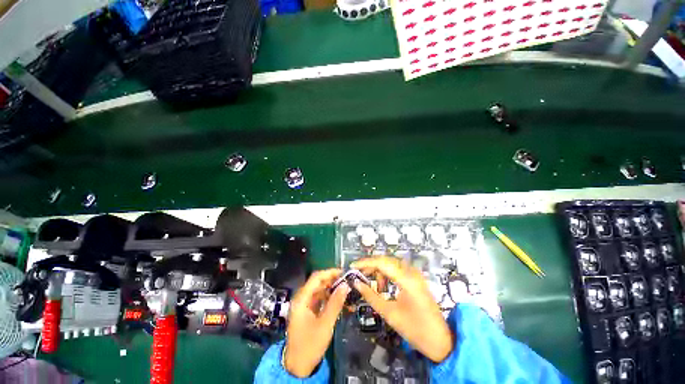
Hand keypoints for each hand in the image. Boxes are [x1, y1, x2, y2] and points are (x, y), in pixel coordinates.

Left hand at [283, 269, 349, 377]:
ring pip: (320, 291)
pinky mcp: (308, 311)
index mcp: (302, 299)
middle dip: (333, 280)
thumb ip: (335, 303)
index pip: (316, 278)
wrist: (298, 366)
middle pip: (318, 283)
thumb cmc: (309, 345)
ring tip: (346, 290)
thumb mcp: (325, 324)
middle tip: (347, 281)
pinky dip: (330, 298)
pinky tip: (340, 301)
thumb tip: (345, 285)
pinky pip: (320, 299)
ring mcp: (305, 305)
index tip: (343, 272)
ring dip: (332, 289)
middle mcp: (302, 298)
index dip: (330, 273)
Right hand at [351, 257, 453, 362]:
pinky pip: (398, 270)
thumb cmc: (415, 330)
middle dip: (371, 266)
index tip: (353, 266)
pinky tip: (384, 286)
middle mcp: (412, 272)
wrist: (441, 341)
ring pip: (392, 264)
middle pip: (387, 260)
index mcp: (407, 280)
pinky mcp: (416, 279)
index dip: (366, 262)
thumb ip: (371, 296)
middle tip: (359, 274)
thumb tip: (357, 283)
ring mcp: (416, 275)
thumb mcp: (390, 313)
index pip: (382, 263)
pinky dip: (388, 274)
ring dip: (380, 271)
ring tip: (374, 286)